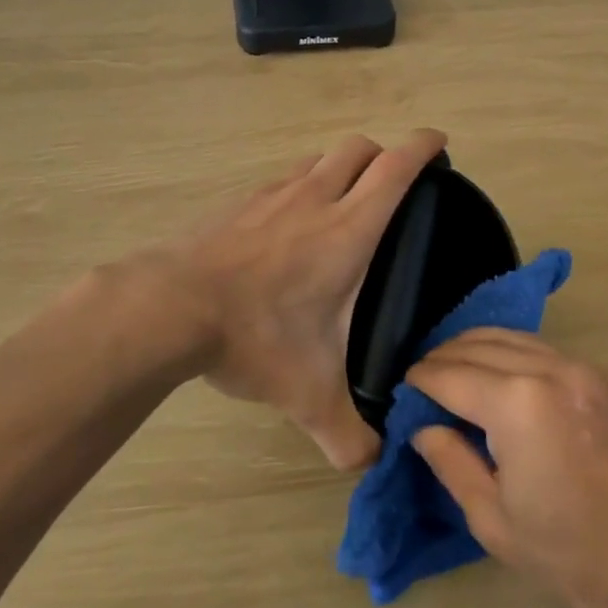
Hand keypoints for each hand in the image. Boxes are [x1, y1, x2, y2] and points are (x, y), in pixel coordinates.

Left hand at [159, 129, 447, 470]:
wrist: (168, 308)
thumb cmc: (255, 336)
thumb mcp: (308, 396)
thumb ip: (348, 436)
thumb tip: (372, 466)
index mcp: (348, 230)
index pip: (396, 169)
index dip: (423, 147)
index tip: (439, 142)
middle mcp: (314, 199)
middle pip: (358, 148)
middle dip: (382, 154)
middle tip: (392, 183)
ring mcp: (271, 195)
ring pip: (317, 159)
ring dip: (338, 168)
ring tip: (341, 202)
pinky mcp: (236, 203)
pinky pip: (279, 180)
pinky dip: (296, 188)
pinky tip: (285, 225)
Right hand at [408, 330, 607, 607]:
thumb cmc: (571, 557)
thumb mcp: (492, 519)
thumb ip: (450, 460)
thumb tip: (423, 427)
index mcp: (519, 404)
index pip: (450, 375)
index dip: (420, 381)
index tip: (402, 392)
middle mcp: (551, 370)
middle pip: (478, 345)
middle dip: (443, 359)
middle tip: (423, 385)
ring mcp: (583, 369)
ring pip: (511, 338)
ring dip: (475, 350)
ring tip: (454, 376)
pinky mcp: (604, 378)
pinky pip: (543, 349)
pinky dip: (511, 354)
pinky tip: (499, 379)